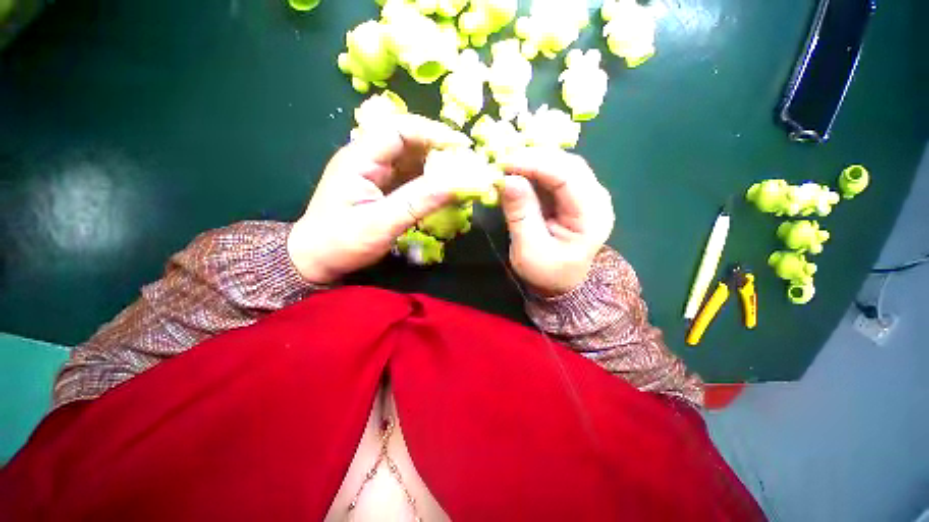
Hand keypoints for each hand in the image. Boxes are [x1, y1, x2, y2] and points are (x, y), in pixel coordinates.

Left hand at [288, 114, 470, 283]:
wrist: (316, 260)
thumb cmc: (342, 242)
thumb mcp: (381, 223)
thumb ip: (418, 201)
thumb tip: (457, 183)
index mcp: (360, 158)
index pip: (399, 129)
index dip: (432, 132)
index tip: (461, 145)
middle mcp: (367, 159)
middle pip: (408, 141)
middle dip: (439, 149)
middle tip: (466, 163)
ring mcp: (374, 174)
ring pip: (411, 160)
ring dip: (436, 166)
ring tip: (461, 177)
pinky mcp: (381, 189)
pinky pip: (409, 177)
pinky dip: (429, 182)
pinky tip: (443, 190)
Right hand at [499, 147, 614, 295]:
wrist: (558, 283)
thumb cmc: (546, 272)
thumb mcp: (529, 250)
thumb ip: (520, 215)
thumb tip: (507, 180)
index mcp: (592, 216)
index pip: (568, 176)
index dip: (536, 164)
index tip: (505, 162)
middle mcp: (595, 199)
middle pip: (567, 164)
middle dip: (533, 158)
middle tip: (502, 160)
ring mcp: (584, 195)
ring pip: (560, 165)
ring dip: (532, 161)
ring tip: (505, 165)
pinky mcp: (570, 196)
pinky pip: (552, 174)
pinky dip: (532, 171)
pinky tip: (516, 173)